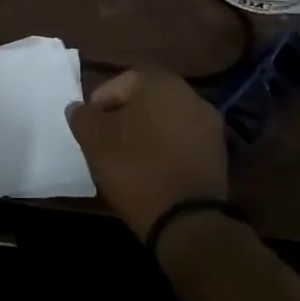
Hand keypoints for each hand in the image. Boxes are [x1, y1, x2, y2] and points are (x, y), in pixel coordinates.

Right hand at [66, 70, 227, 241]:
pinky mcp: (219, 154)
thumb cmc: (135, 167)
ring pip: (165, 122)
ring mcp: (210, 125)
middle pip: (145, 100)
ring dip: (146, 135)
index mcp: (160, 82)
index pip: (121, 81)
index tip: (90, 128)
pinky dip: (166, 151)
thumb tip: (80, 109)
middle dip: (124, 118)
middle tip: (105, 142)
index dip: (100, 103)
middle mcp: (190, 95)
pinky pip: (182, 143)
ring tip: (128, 160)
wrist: (186, 219)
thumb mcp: (93, 139)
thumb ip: (82, 116)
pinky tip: (152, 173)